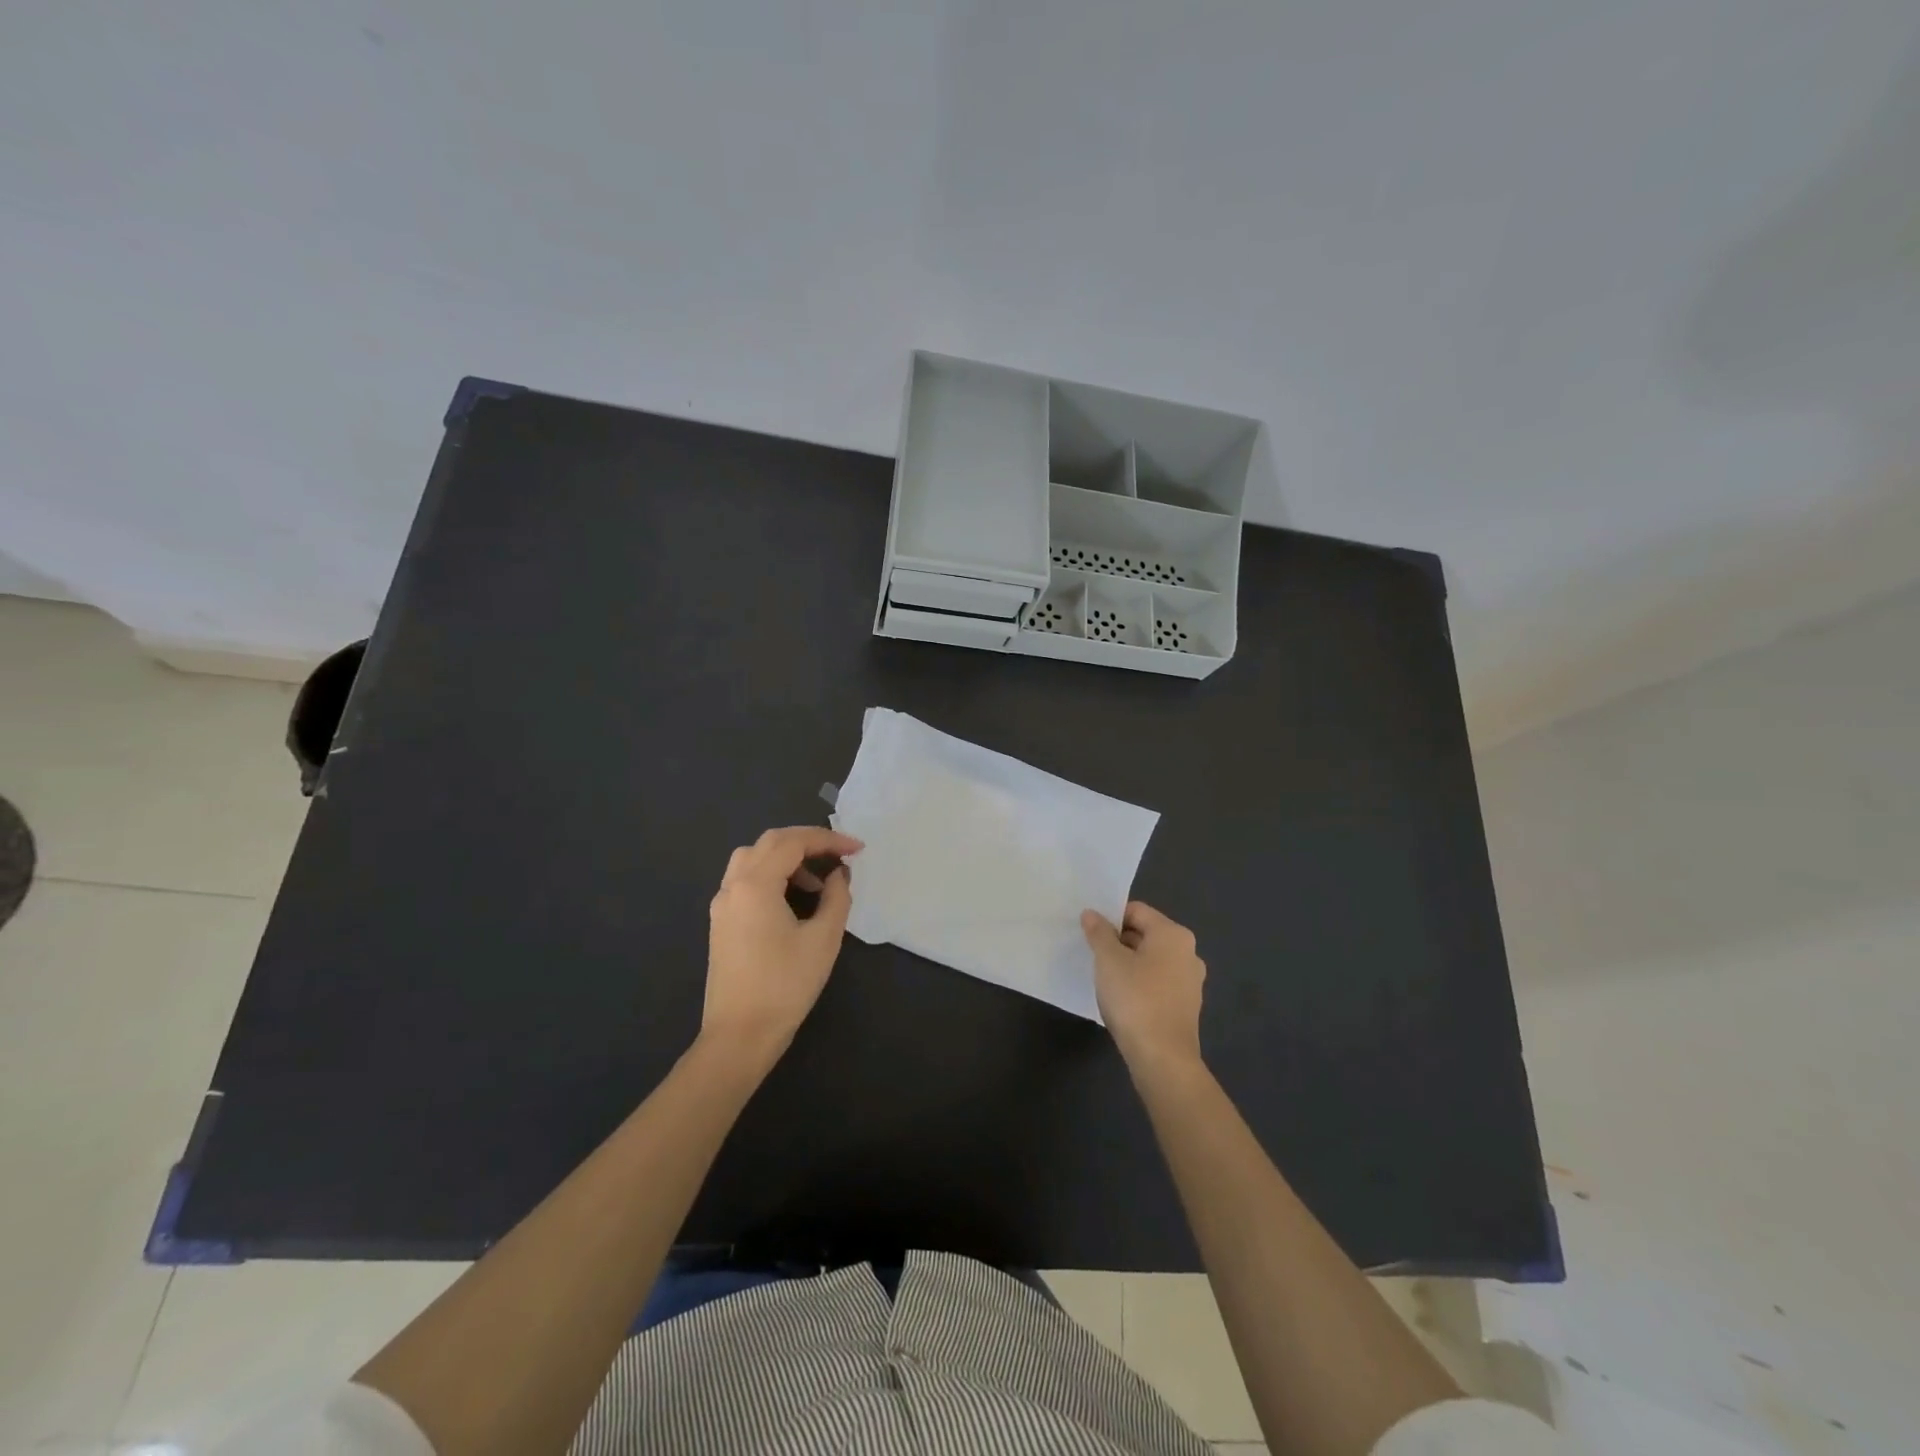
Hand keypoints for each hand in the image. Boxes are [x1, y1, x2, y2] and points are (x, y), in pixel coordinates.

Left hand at [704, 826, 863, 1064]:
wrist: (739, 1036)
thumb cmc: (785, 986)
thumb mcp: (823, 939)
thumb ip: (836, 897)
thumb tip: (837, 874)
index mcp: (755, 884)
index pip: (793, 843)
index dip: (829, 839)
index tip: (858, 849)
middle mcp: (732, 886)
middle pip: (770, 842)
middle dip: (807, 842)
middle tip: (839, 855)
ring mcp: (722, 904)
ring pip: (753, 858)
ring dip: (787, 858)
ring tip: (817, 882)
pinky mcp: (721, 922)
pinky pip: (746, 880)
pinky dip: (772, 876)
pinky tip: (794, 900)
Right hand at [1081, 901, 1205, 1070]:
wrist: (1162, 1058)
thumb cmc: (1135, 999)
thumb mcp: (1108, 960)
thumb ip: (1099, 932)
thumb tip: (1092, 914)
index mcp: (1173, 934)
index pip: (1136, 911)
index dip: (1110, 917)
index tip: (1089, 933)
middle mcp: (1188, 952)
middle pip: (1146, 934)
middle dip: (1118, 941)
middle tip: (1093, 955)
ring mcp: (1190, 981)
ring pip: (1151, 960)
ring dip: (1128, 963)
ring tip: (1104, 978)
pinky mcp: (1186, 1006)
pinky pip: (1158, 982)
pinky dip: (1140, 983)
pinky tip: (1122, 999)